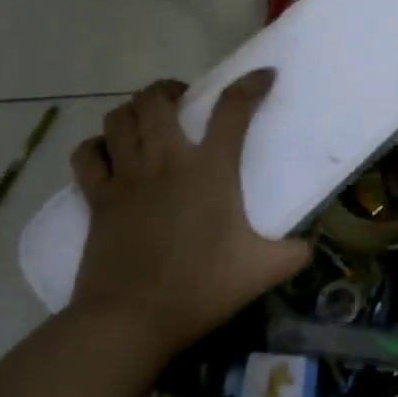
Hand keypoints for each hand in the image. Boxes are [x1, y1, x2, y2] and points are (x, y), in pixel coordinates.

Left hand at [67, 72, 310, 362]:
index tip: (264, 76)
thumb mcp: (262, 271)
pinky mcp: (97, 198)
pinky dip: (97, 146)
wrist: (130, 320)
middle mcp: (166, 161)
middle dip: (170, 89)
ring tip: (148, 121)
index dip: (251, 85)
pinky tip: (110, 154)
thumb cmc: (200, 289)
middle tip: (184, 99)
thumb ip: (294, 253)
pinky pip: (87, 155)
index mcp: (211, 170)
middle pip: (156, 99)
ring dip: (133, 111)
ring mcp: (126, 177)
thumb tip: (310, 246)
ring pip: (118, 118)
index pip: (233, 109)